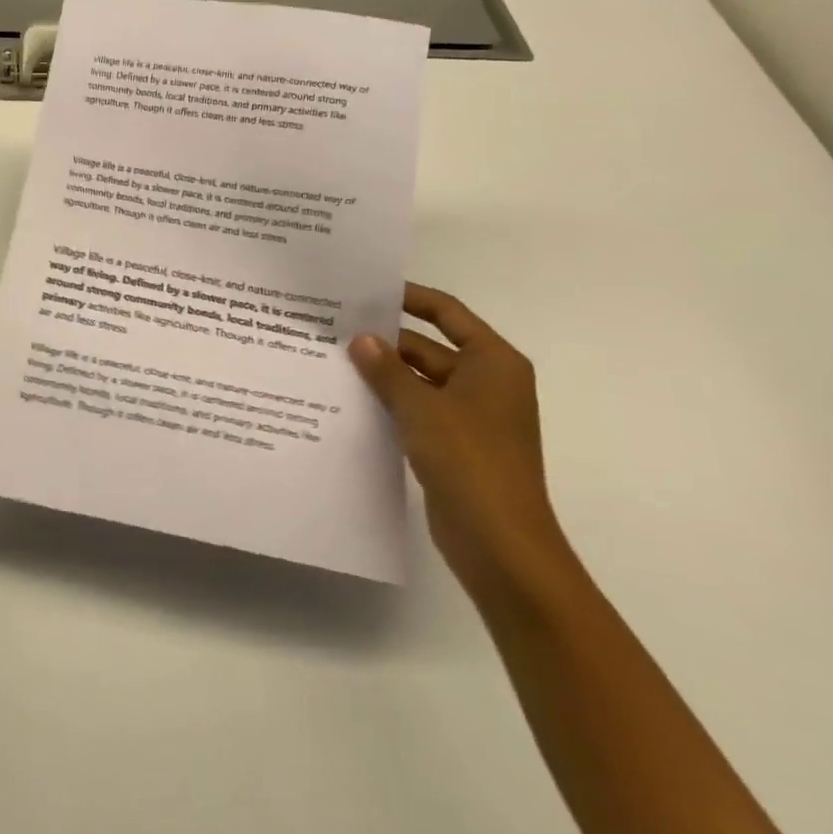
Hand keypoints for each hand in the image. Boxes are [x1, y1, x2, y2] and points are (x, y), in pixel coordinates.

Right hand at [349, 283, 569, 594]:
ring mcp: (471, 416)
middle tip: (334, 328)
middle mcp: (486, 383)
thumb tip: (360, 338)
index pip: (447, 313)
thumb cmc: (469, 460)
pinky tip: (350, 399)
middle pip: (429, 347)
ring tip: (332, 360)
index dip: (410, 298)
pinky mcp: (455, 445)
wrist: (500, 543)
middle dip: (386, 341)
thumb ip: (387, 369)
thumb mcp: (421, 407)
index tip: (367, 290)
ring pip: (419, 381)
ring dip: (383, 374)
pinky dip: (390, 403)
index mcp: (492, 363)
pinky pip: (417, 410)